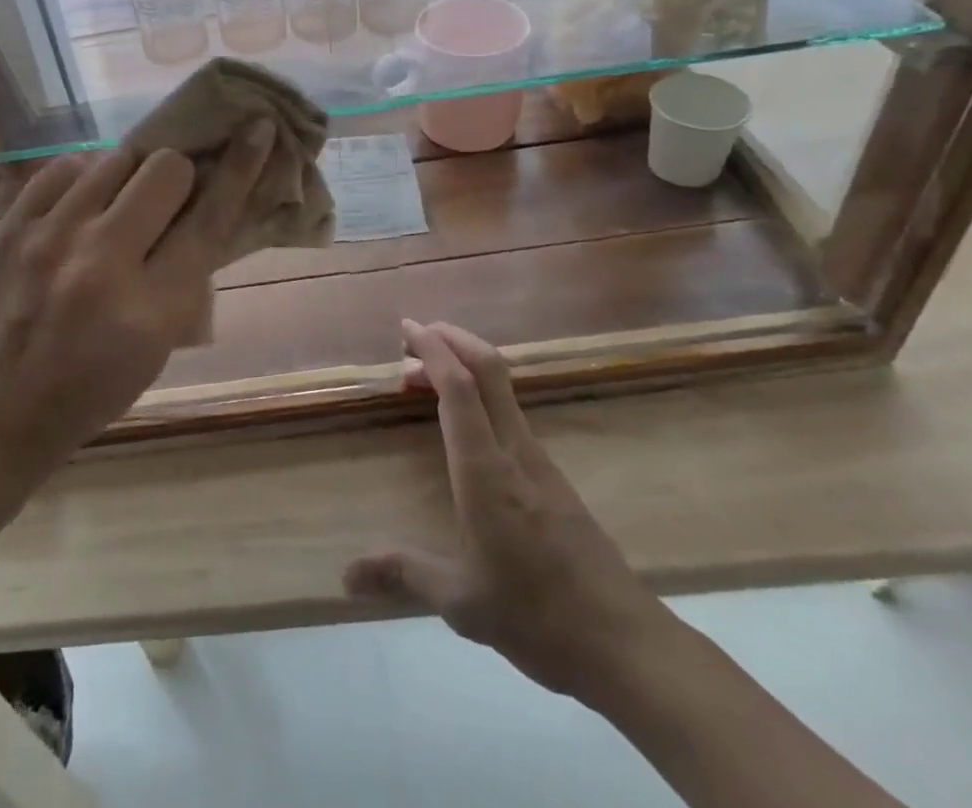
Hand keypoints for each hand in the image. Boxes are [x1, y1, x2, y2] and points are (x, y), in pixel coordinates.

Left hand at [0, 123, 276, 475]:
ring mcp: (47, 239)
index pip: (209, 217)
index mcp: (149, 308)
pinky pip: (65, 167)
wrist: (8, 409)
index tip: (258, 127)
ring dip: (130, 176)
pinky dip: (84, 180)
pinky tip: (82, 208)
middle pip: (164, 168)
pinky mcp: (10, 227)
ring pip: (115, 158)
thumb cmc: (102, 384)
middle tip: (166, 200)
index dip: (241, 166)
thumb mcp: (165, 341)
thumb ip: (191, 267)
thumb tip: (211, 191)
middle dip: (177, 177)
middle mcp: (99, 264)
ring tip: (118, 206)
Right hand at [343, 320, 675, 704]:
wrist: (626, 644)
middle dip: (451, 338)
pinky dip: (479, 394)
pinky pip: (510, 412)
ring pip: (502, 387)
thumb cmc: (537, 618)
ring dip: (464, 365)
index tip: (407, 328)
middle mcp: (514, 451)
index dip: (432, 349)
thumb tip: (345, 575)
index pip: (458, 387)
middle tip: (413, 337)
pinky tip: (464, 423)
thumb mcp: (462, 602)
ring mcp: (539, 460)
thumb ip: (402, 573)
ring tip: (425, 379)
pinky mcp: (552, 476)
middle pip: (488, 368)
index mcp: (485, 470)